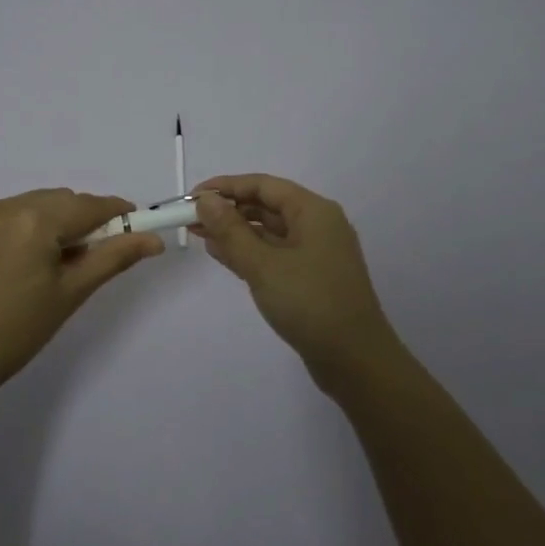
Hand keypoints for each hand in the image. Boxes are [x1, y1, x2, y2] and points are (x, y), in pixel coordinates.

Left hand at [0, 188, 163, 386]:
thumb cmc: (22, 329)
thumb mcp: (73, 292)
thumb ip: (114, 257)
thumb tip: (154, 240)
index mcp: (36, 222)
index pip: (87, 206)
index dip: (114, 213)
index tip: (129, 224)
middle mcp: (2, 208)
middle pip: (55, 200)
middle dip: (75, 219)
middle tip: (80, 254)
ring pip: (24, 205)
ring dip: (41, 222)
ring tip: (39, 261)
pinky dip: (7, 231)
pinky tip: (4, 263)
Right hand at [191, 174, 398, 386]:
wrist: (354, 360)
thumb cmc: (309, 303)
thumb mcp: (263, 265)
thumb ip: (231, 231)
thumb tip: (206, 201)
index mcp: (313, 211)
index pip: (263, 185)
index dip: (226, 187)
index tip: (192, 197)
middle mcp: (317, 225)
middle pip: (266, 205)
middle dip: (228, 210)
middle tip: (189, 219)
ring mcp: (315, 252)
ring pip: (268, 231)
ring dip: (235, 231)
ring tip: (198, 235)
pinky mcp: (310, 277)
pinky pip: (274, 253)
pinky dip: (248, 251)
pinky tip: (221, 254)